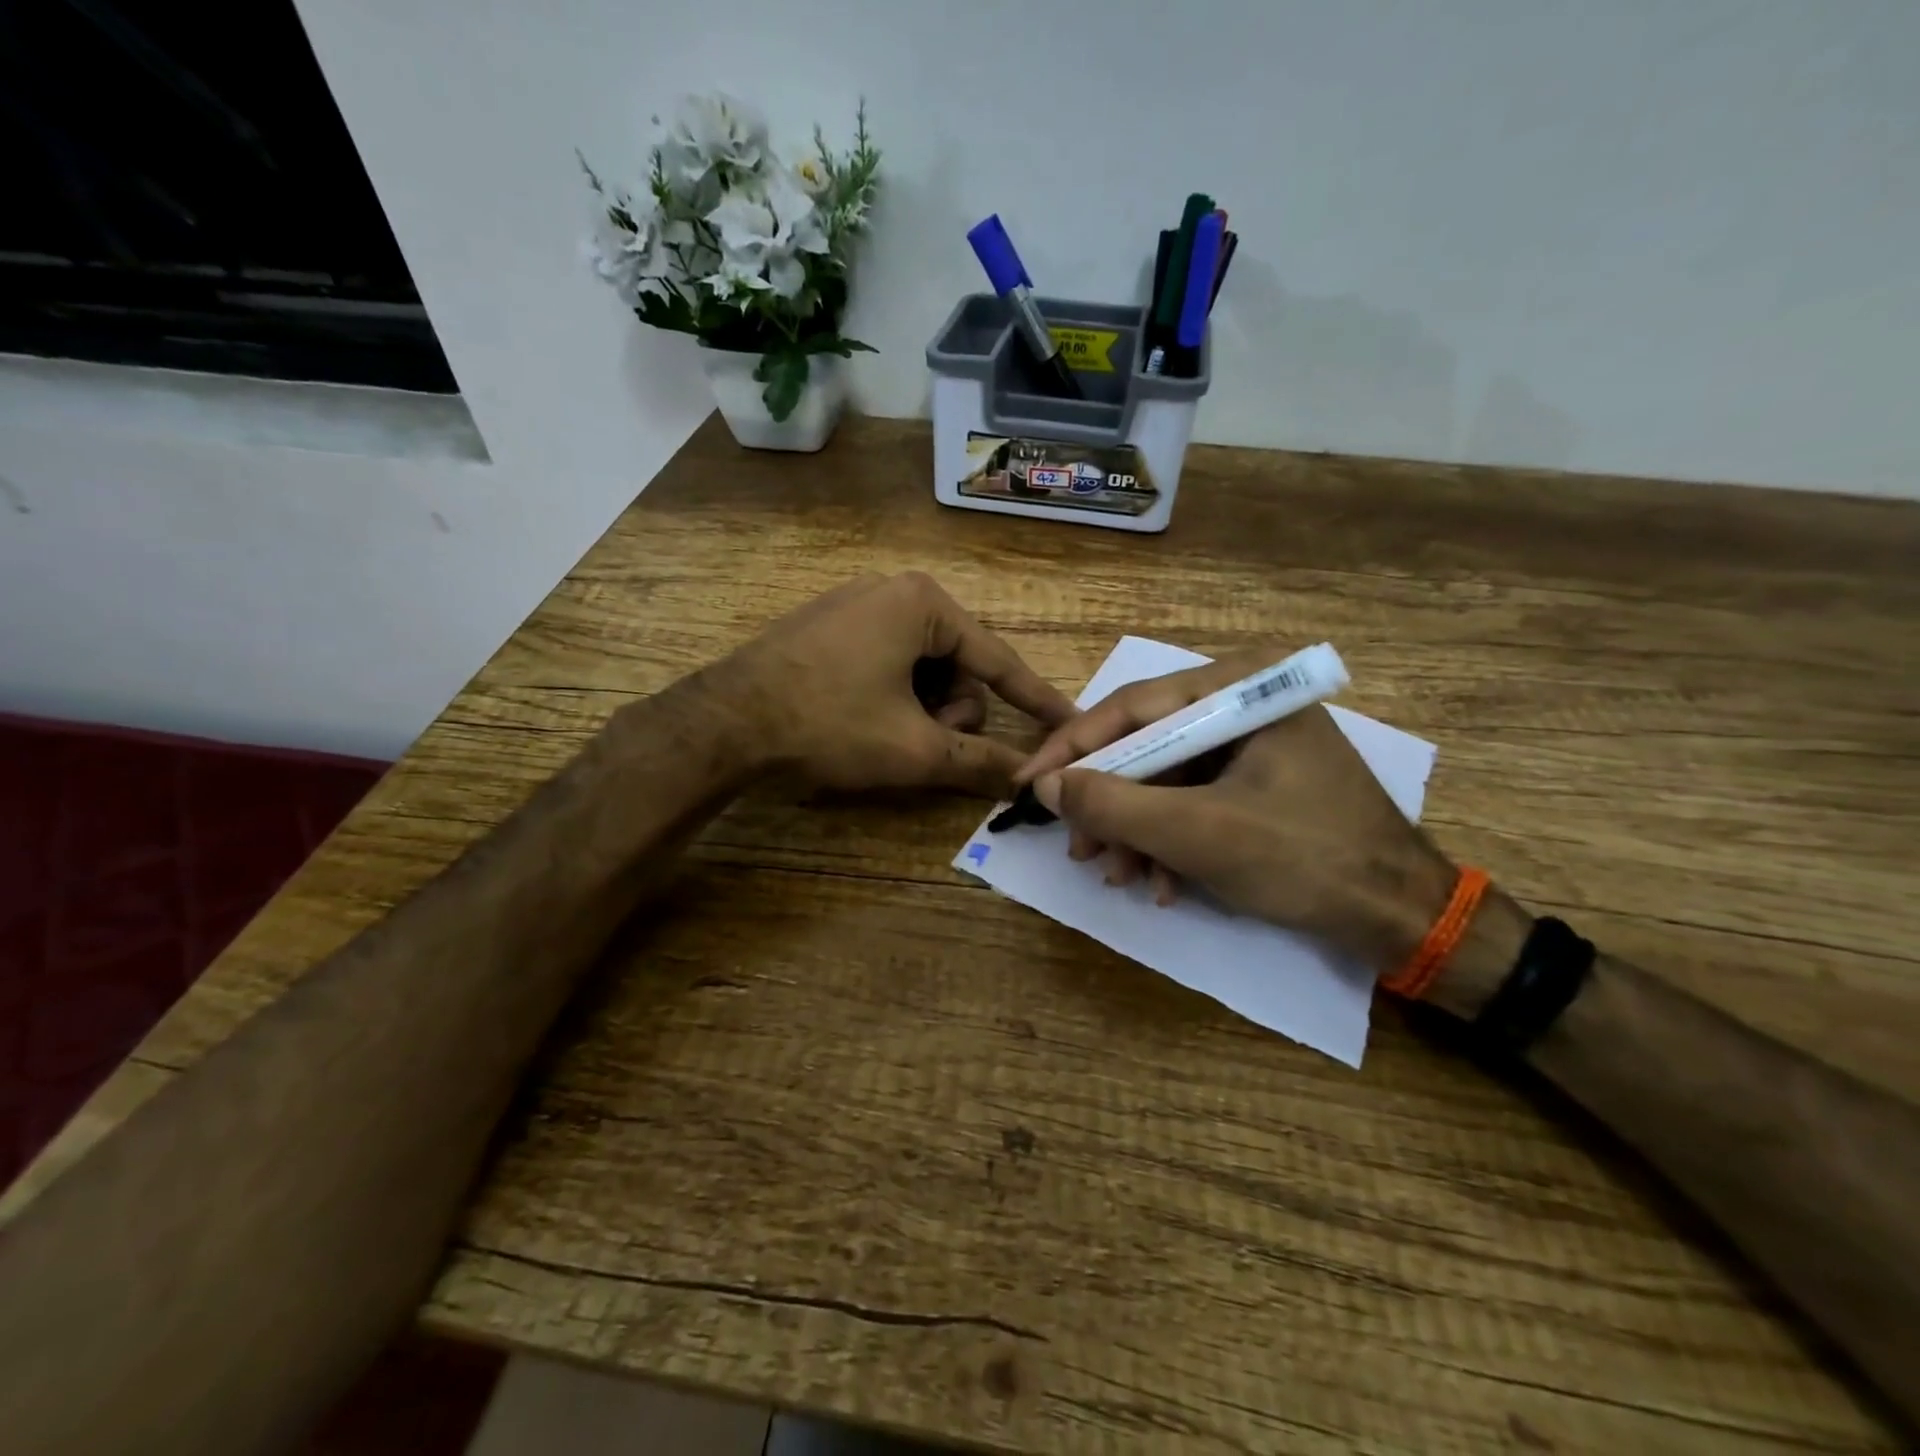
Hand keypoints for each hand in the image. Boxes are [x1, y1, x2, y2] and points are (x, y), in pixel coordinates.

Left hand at [709, 571, 1074, 794]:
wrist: (724, 723)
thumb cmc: (830, 723)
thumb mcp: (913, 747)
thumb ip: (979, 760)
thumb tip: (1029, 779)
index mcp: (924, 603)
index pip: (998, 659)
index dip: (1035, 699)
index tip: (1068, 721)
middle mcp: (894, 591)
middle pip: (956, 665)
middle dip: (949, 711)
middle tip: (921, 741)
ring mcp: (856, 605)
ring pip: (921, 668)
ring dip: (919, 709)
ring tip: (884, 734)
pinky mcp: (828, 627)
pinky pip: (886, 662)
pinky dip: (891, 696)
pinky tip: (861, 719)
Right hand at [1018, 653, 1456, 970]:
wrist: (1403, 919)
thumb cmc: (1306, 860)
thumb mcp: (1198, 833)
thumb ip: (1115, 804)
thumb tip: (1047, 786)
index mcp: (1242, 689)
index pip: (1133, 707)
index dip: (1072, 748)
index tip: (1029, 785)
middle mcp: (1245, 704)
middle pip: (1147, 745)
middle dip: (1110, 804)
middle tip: (1079, 849)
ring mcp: (1254, 744)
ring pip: (1166, 779)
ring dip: (1136, 831)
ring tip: (1118, 876)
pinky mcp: (1260, 782)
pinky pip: (1195, 800)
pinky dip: (1170, 840)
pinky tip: (1161, 883)